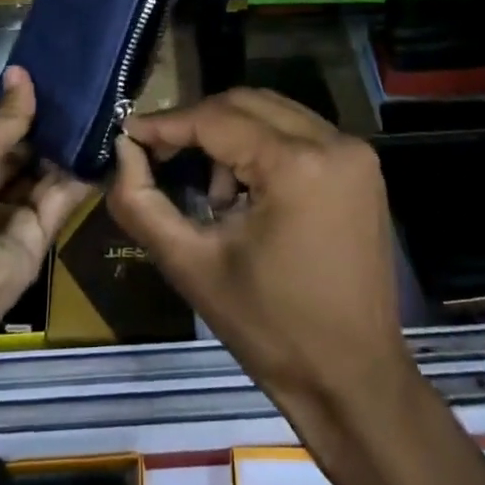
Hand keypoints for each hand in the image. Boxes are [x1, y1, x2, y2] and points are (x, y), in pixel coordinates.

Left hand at [0, 67, 91, 363]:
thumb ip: (2, 120)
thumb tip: (22, 75)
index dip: (22, 110)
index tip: (57, 78)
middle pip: (23, 155)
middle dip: (51, 126)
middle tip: (91, 89)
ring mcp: (10, 220)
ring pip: (46, 176)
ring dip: (70, 147)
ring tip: (104, 107)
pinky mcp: (37, 243)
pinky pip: (61, 202)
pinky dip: (81, 176)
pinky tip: (105, 143)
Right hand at [107, 88, 413, 433]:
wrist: (354, 381)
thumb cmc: (271, 330)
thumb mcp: (192, 266)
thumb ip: (142, 203)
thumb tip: (122, 151)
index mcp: (298, 164)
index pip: (216, 119)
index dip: (166, 124)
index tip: (127, 133)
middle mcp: (333, 142)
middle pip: (245, 103)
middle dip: (198, 124)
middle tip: (160, 156)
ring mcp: (355, 153)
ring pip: (272, 112)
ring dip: (231, 135)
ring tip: (213, 195)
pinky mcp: (362, 167)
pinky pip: (298, 132)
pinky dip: (263, 146)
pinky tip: (247, 194)